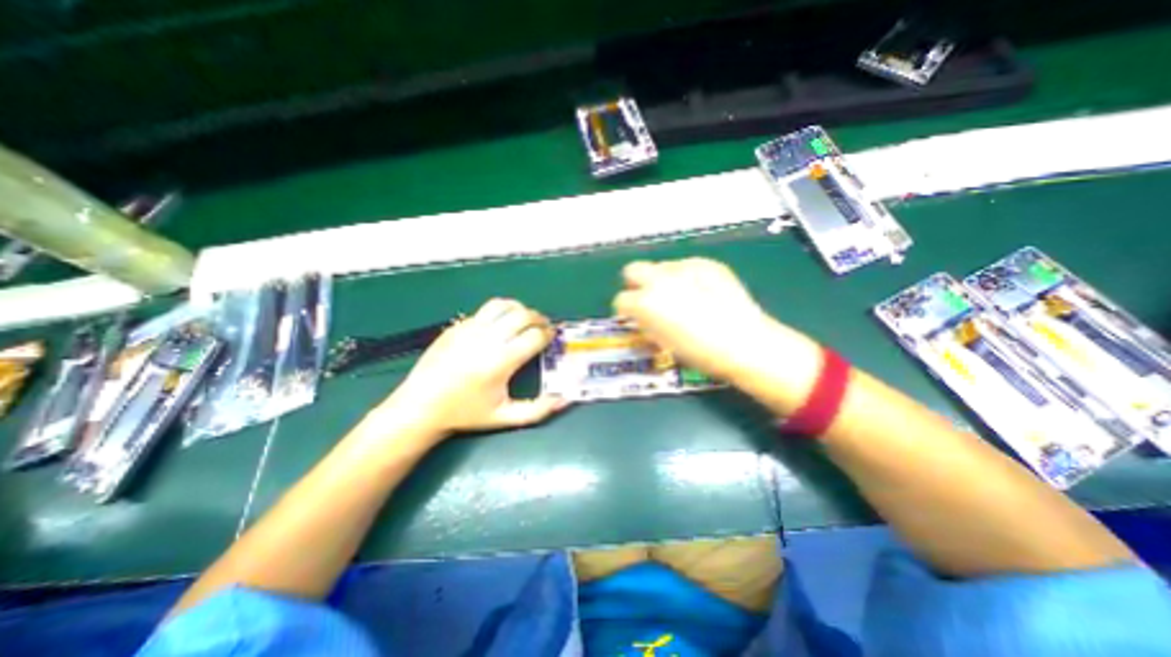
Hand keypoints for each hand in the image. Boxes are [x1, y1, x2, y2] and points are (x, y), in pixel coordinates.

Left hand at [381, 299, 567, 439]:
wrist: (420, 406)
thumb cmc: (466, 414)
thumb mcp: (505, 417)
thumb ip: (539, 409)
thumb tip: (565, 398)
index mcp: (500, 362)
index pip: (534, 336)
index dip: (549, 334)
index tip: (552, 337)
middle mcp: (486, 339)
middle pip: (522, 315)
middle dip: (539, 318)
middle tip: (543, 327)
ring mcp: (469, 329)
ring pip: (502, 305)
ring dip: (520, 309)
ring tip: (525, 319)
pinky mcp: (457, 326)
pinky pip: (485, 310)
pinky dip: (500, 312)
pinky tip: (501, 324)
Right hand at [613, 256, 815, 379]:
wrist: (743, 342)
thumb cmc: (699, 352)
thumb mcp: (663, 342)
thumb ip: (647, 324)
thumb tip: (643, 317)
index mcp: (645, 302)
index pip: (621, 300)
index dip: (626, 310)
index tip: (635, 318)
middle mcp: (658, 279)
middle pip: (632, 270)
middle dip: (636, 284)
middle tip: (650, 299)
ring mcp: (684, 267)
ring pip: (661, 267)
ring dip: (663, 280)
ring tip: (682, 297)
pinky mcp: (706, 264)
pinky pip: (687, 266)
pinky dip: (687, 277)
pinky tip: (703, 292)